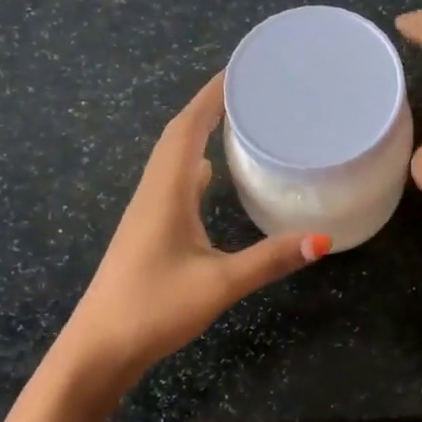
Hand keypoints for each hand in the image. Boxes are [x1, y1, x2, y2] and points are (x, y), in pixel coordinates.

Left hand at [52, 74, 328, 393]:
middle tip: (248, 90)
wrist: (98, 350)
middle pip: (178, 135)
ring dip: (199, 134)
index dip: (211, 95)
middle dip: (209, 106)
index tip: (241, 70)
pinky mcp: (148, 232)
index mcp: (165, 192)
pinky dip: (193, 166)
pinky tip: (210, 175)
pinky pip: (173, 183)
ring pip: (173, 158)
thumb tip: (323, 238)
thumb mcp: (218, 284)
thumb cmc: (153, 309)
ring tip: (235, 121)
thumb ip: (270, 259)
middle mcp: (153, 193)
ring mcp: (147, 213)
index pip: (187, 128)